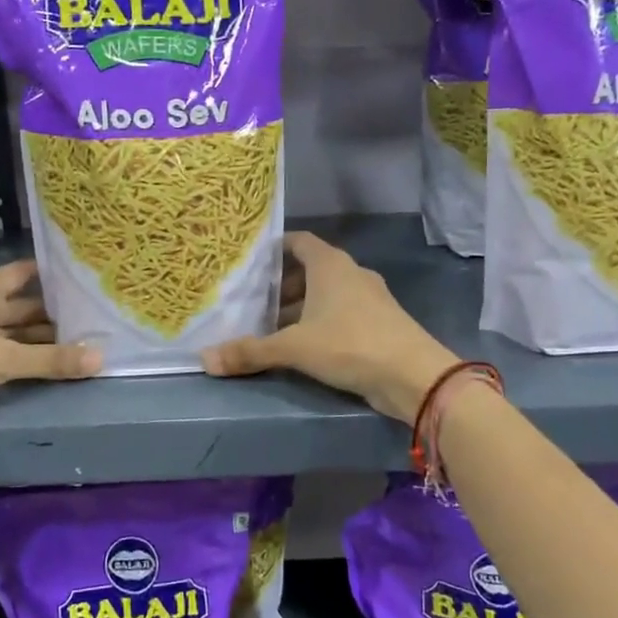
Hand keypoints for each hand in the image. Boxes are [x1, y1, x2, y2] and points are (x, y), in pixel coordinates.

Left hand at [0, 260, 98, 446]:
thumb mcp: (2, 360)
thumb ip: (51, 360)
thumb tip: (101, 358)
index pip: (28, 272)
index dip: (57, 274)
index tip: (91, 279)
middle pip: (26, 305)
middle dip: (58, 314)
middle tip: (100, 319)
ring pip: (16, 332)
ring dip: (44, 340)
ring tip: (86, 343)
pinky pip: (5, 352)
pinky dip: (26, 358)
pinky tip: (53, 365)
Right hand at [202, 232, 458, 423]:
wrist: (413, 375)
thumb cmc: (349, 344)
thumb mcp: (294, 348)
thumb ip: (250, 352)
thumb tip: (204, 359)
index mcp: (330, 264)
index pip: (299, 241)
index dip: (275, 249)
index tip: (251, 262)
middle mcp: (351, 273)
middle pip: (310, 270)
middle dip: (282, 286)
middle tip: (253, 304)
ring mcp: (370, 298)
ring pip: (327, 294)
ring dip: (301, 308)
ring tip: (272, 329)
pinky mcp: (380, 322)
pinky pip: (342, 313)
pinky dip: (321, 322)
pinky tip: (304, 347)